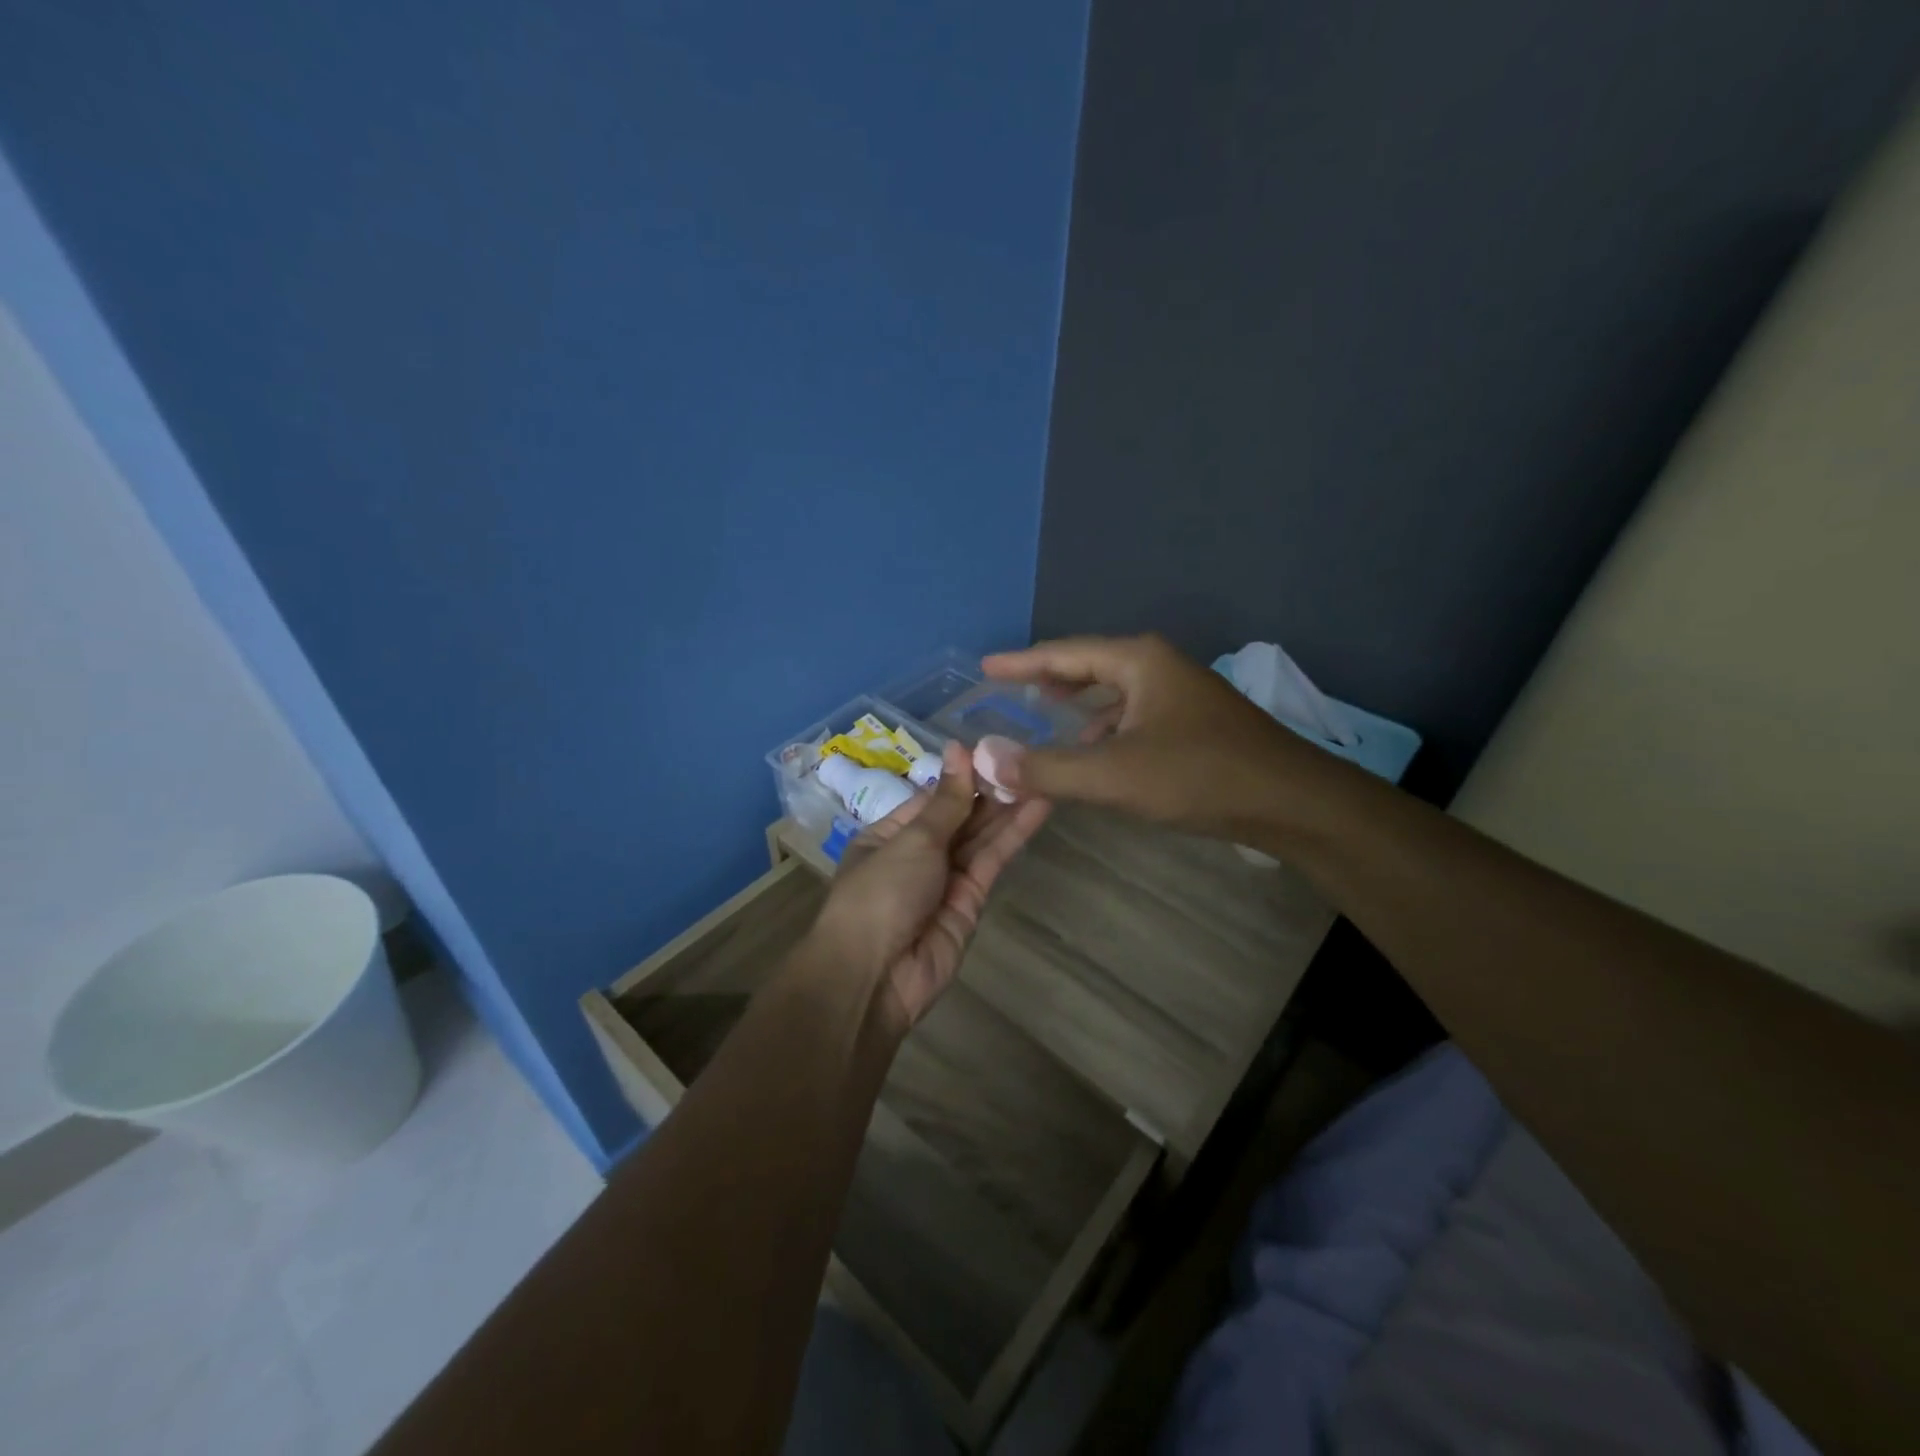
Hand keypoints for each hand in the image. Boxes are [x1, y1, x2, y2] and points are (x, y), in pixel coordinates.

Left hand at [808, 742, 1050, 1029]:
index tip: (996, 749)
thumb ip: (946, 801)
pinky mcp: (971, 902)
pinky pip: (992, 862)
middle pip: (960, 817)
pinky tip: (1038, 807)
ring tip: (1044, 774)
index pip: (933, 798)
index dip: (963, 775)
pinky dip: (1014, 836)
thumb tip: (958, 749)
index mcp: (889, 834)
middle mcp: (917, 854)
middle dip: (991, 790)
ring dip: (1009, 809)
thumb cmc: (880, 894)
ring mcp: (945, 880)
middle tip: (1031, 759)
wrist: (875, 977)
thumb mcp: (912, 840)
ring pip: (981, 838)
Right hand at [981, 634, 1327, 839]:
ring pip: (1113, 692)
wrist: (1292, 801)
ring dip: (1077, 706)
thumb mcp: (1115, 776)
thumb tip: (986, 758)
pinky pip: (1133, 714)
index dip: (1021, 662)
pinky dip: (1104, 728)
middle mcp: (1158, 666)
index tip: (985, 666)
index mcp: (1138, 661)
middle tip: (1010, 689)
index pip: (1064, 654)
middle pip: (1089, 665)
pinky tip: (1094, 752)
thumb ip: (1047, 768)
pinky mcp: (1193, 722)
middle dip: (1048, 679)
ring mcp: (1180, 693)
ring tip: (1044, 717)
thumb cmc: (1200, 777)